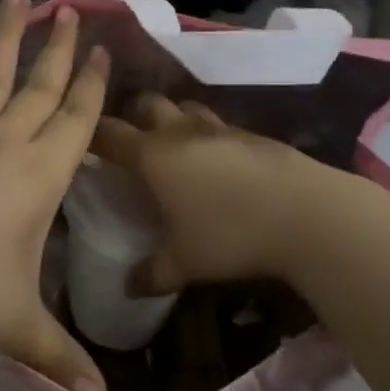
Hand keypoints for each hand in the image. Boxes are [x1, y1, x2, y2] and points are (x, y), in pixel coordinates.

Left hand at [0, 0, 109, 390]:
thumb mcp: (15, 328)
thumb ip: (59, 360)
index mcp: (37, 178)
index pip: (76, 121)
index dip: (92, 85)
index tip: (102, 48)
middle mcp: (2, 148)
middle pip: (40, 89)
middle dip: (59, 50)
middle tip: (72, 9)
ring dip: (5, 41)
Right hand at [93, 94, 333, 294]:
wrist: (308, 214)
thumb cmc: (231, 235)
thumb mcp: (184, 263)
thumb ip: (151, 274)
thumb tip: (128, 287)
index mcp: (153, 156)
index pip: (109, 134)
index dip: (91, 135)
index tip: (81, 142)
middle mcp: (181, 132)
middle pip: (146, 104)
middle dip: (132, 115)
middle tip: (129, 139)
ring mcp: (219, 128)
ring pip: (185, 106)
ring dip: (172, 118)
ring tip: (172, 143)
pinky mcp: (252, 134)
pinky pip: (217, 125)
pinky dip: (206, 134)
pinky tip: (216, 160)